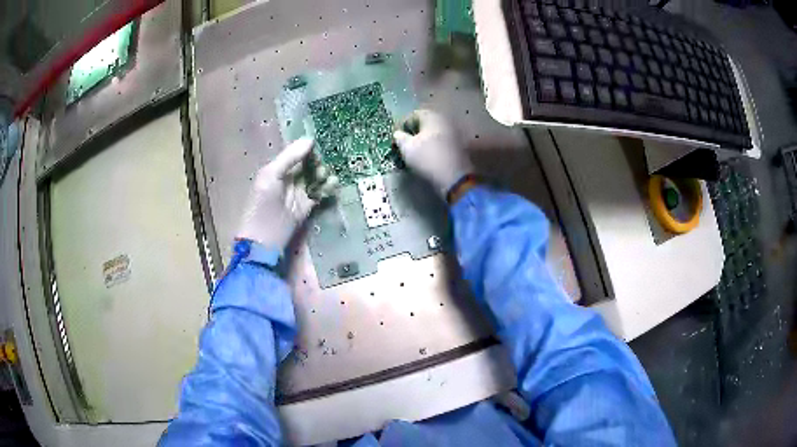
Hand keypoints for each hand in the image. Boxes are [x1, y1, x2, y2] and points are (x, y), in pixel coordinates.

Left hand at [237, 138, 336, 250]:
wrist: (264, 239)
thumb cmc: (262, 205)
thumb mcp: (271, 175)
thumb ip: (289, 157)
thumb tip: (310, 140)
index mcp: (276, 169)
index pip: (295, 154)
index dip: (307, 149)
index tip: (318, 146)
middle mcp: (288, 179)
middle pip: (308, 165)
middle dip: (317, 162)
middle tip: (321, 166)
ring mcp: (298, 193)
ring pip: (315, 178)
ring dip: (323, 175)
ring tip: (327, 176)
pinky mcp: (307, 207)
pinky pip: (320, 193)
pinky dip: (327, 188)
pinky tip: (333, 184)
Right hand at [393, 110, 473, 196]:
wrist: (454, 177)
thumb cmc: (427, 158)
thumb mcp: (407, 148)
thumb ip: (400, 137)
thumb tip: (398, 134)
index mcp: (432, 116)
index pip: (413, 115)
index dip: (403, 126)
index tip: (397, 138)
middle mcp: (445, 120)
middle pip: (426, 123)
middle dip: (415, 132)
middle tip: (406, 145)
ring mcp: (455, 132)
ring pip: (435, 133)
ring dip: (425, 140)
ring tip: (417, 152)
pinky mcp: (461, 145)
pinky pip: (443, 141)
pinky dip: (435, 146)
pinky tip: (430, 157)